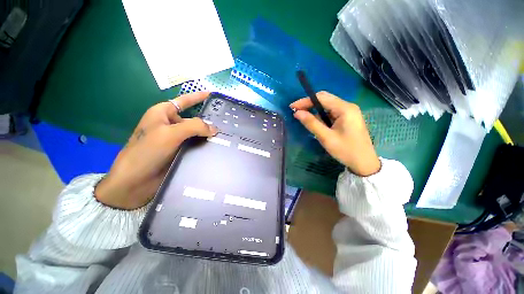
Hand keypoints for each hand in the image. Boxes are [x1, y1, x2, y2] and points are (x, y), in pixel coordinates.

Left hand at [95, 92, 216, 209]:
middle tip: (227, 123)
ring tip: (226, 137)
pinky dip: (205, 146)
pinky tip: (217, 147)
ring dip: (208, 135)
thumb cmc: (147, 151)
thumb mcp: (170, 133)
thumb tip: (214, 129)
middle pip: (193, 119)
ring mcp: (175, 139)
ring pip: (196, 133)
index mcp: (163, 113)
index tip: (213, 95)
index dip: (198, 97)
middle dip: (208, 121)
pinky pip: (196, 145)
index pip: (184, 101)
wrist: (135, 181)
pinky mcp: (180, 152)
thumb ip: (194, 127)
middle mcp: (170, 125)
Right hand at [290, 91, 380, 176]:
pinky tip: (317, 124)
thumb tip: (297, 113)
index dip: (305, 101)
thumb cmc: (346, 150)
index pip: (321, 98)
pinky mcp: (347, 118)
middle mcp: (348, 106)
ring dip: (315, 111)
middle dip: (309, 104)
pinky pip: (331, 113)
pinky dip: (322, 117)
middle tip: (296, 112)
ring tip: (305, 120)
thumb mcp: (326, 137)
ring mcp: (348, 112)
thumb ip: (311, 123)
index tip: (292, 107)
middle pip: (325, 99)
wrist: (364, 163)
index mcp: (345, 109)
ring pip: (327, 106)